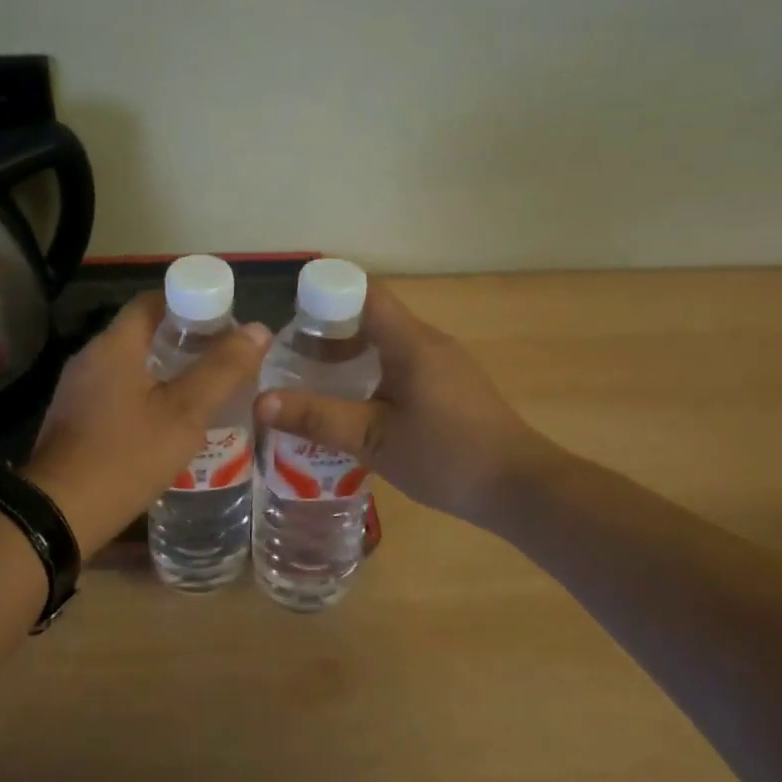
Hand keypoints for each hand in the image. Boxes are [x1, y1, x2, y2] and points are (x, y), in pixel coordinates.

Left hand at [26, 294, 271, 550]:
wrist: (60, 512)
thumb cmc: (126, 456)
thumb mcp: (184, 414)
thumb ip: (222, 370)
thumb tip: (258, 329)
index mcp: (114, 345)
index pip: (153, 301)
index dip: (190, 303)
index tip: (223, 324)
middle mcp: (90, 358)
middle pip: (142, 333)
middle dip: (183, 341)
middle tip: (221, 361)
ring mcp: (76, 390)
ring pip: (129, 365)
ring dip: (164, 372)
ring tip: (202, 392)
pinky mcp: (73, 418)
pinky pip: (115, 392)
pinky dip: (144, 396)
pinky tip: (166, 424)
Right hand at [252, 283, 560, 527]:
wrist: (520, 489)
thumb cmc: (447, 457)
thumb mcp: (373, 440)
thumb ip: (318, 418)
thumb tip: (260, 402)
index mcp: (410, 341)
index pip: (363, 292)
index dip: (324, 295)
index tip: (290, 320)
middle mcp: (427, 341)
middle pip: (371, 316)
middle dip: (328, 331)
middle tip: (289, 358)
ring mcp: (442, 363)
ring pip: (385, 343)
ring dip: (349, 355)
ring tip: (311, 382)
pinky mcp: (449, 386)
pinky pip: (400, 364)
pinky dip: (370, 373)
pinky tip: (352, 406)